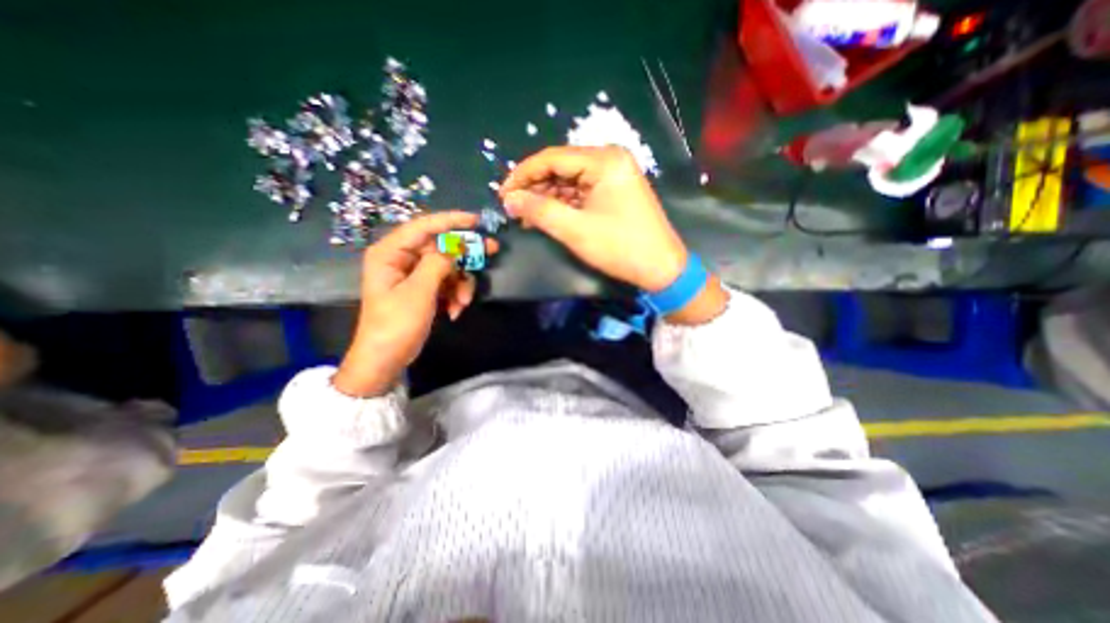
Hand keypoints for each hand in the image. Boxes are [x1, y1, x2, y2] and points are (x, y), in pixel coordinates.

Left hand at [332, 212, 501, 395]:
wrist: (386, 359)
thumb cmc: (396, 324)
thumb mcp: (418, 292)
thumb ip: (438, 264)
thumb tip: (454, 250)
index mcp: (391, 253)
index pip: (424, 226)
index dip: (451, 220)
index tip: (476, 220)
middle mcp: (402, 259)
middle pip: (440, 246)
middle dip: (464, 255)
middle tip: (491, 251)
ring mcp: (414, 275)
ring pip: (448, 267)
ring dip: (461, 284)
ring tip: (463, 303)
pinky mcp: (423, 290)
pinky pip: (447, 283)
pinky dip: (455, 295)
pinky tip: (455, 311)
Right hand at [502, 145, 691, 290]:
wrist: (661, 268)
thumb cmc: (620, 247)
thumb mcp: (576, 230)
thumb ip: (539, 211)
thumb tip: (509, 199)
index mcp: (604, 160)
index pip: (552, 157)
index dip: (523, 174)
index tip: (502, 193)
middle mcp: (610, 159)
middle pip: (561, 167)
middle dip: (535, 187)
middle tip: (513, 207)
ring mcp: (614, 175)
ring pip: (570, 180)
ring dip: (547, 196)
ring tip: (526, 215)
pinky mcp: (615, 191)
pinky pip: (581, 191)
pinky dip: (563, 203)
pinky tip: (548, 215)